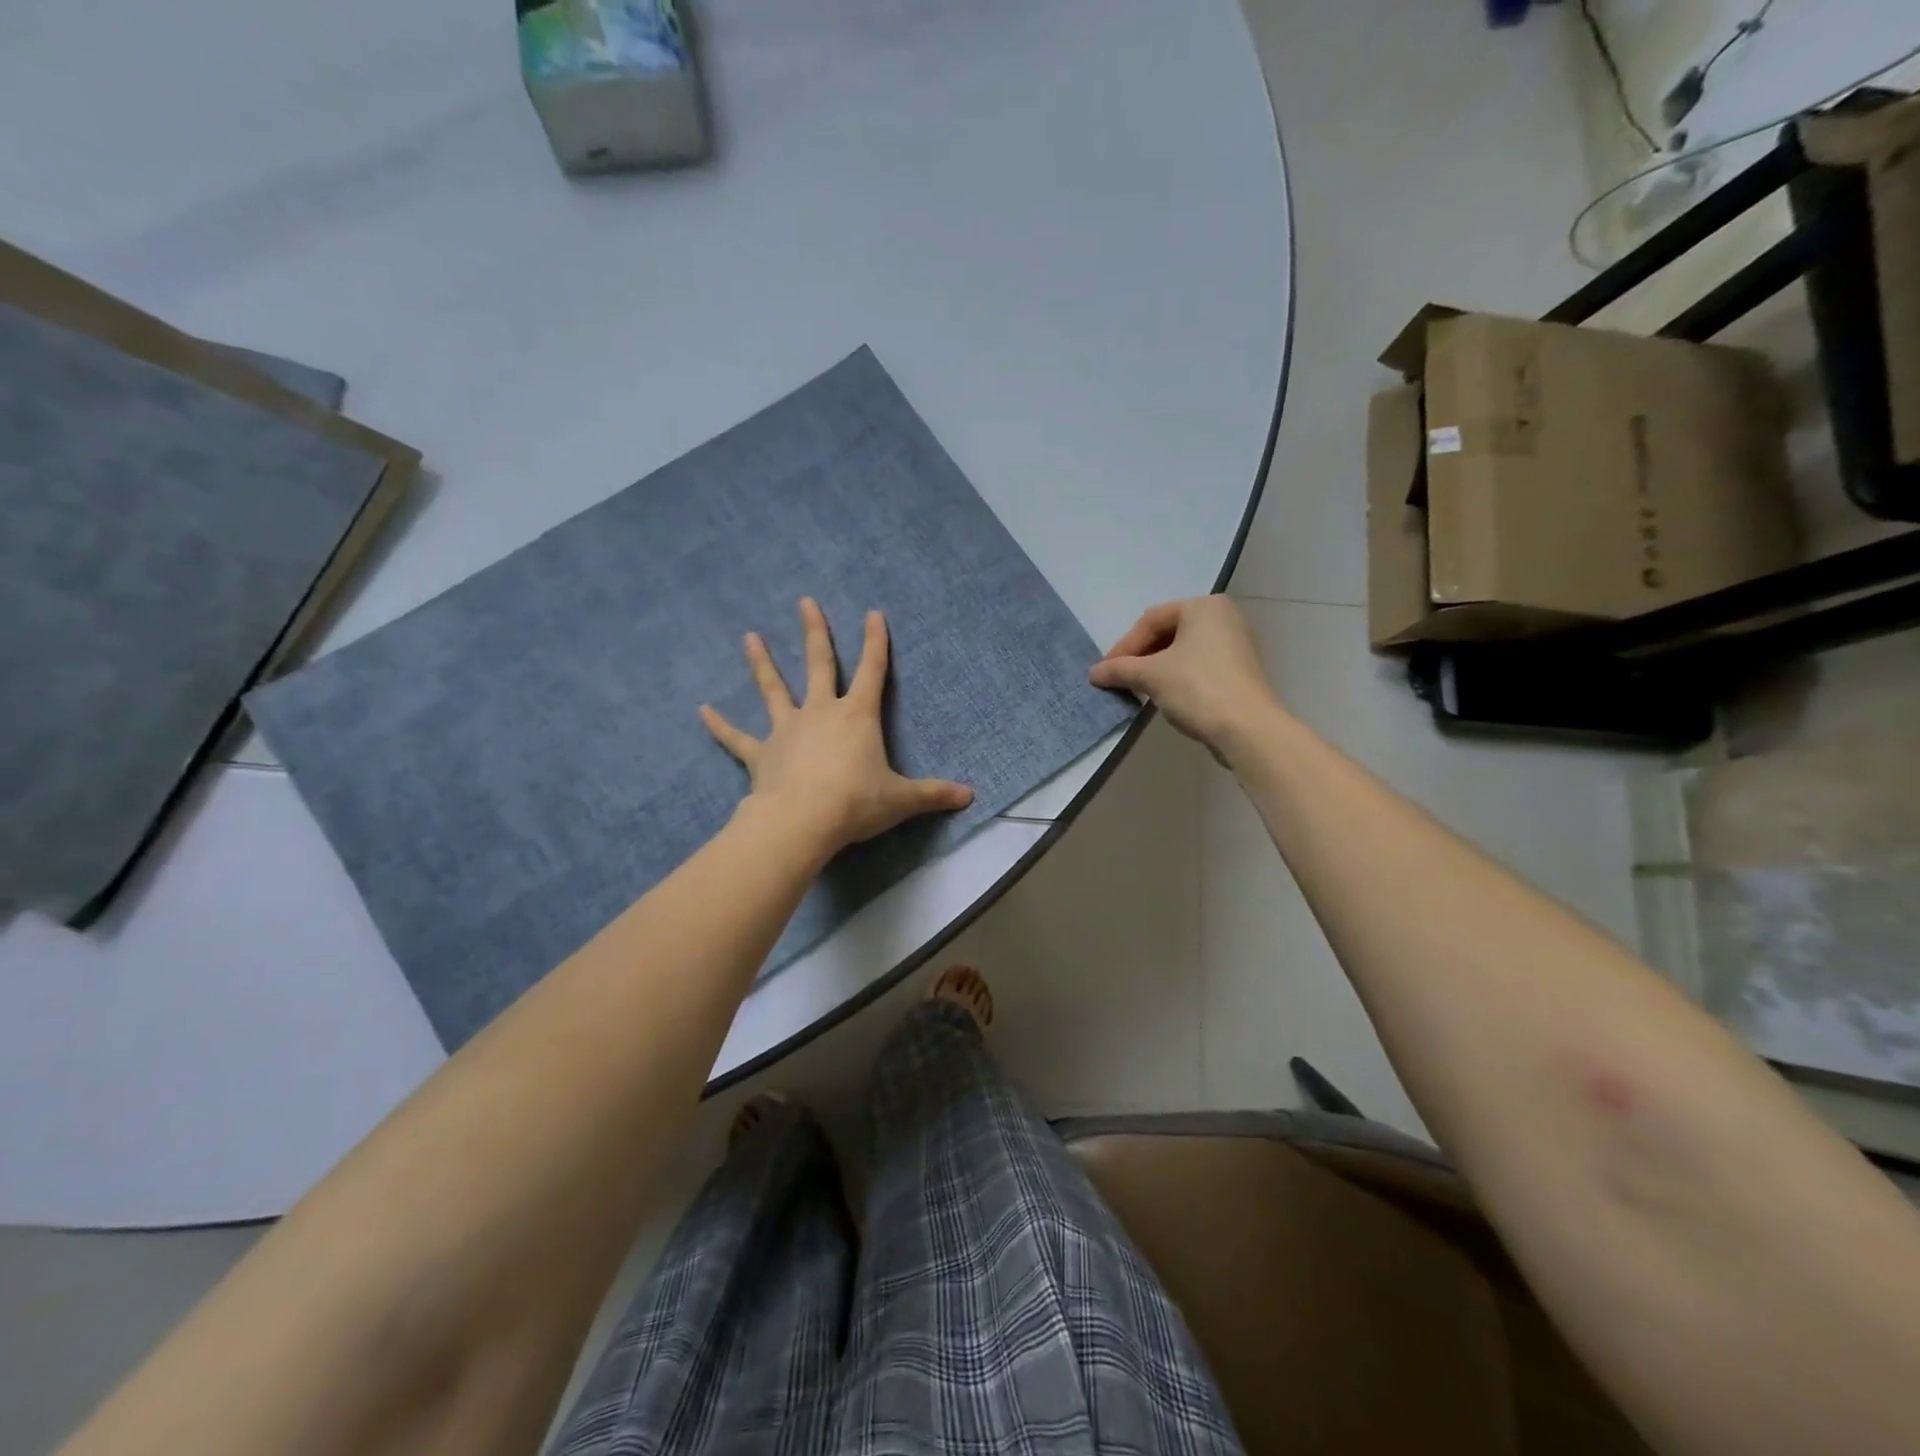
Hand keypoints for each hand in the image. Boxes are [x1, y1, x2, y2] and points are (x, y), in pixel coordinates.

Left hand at [701, 599, 973, 856]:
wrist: (802, 821)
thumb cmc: (856, 803)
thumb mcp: (901, 799)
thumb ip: (934, 795)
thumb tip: (971, 797)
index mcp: (857, 716)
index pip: (872, 670)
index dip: (875, 641)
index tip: (873, 613)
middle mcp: (820, 713)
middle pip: (819, 664)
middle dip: (815, 632)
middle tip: (805, 602)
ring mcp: (787, 730)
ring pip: (773, 690)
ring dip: (762, 664)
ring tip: (749, 637)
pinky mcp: (761, 754)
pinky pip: (737, 738)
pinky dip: (720, 726)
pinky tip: (702, 711)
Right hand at [1089, 596, 1279, 753]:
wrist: (1247, 728)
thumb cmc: (1197, 688)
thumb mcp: (1150, 675)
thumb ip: (1119, 669)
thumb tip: (1094, 673)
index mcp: (1204, 606)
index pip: (1151, 620)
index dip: (1124, 646)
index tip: (1106, 671)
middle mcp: (1224, 617)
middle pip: (1168, 632)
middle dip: (1141, 656)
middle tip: (1121, 678)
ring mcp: (1236, 643)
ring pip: (1184, 650)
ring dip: (1157, 668)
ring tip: (1139, 688)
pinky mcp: (1240, 670)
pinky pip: (1200, 665)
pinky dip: (1178, 677)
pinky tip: (1166, 696)